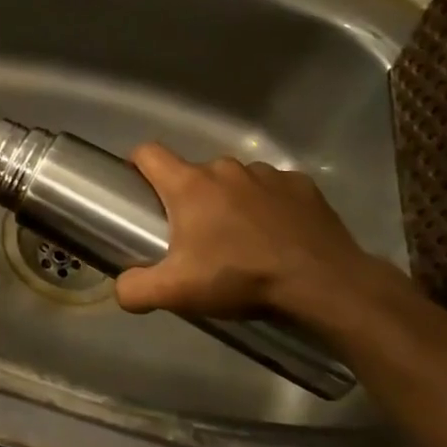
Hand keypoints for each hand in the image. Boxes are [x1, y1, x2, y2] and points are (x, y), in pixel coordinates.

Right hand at [115, 144, 385, 320]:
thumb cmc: (242, 279)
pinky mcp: (302, 185)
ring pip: (235, 180)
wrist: (326, 285)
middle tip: (197, 236)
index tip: (140, 190)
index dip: (137, 165)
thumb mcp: (178, 293)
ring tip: (243, 238)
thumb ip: (135, 289)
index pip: (148, 153)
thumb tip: (121, 289)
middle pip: (193, 172)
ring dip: (231, 200)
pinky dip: (269, 205)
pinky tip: (279, 234)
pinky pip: (273, 188)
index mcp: (189, 185)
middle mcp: (224, 169)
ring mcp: (266, 174)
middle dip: (190, 197)